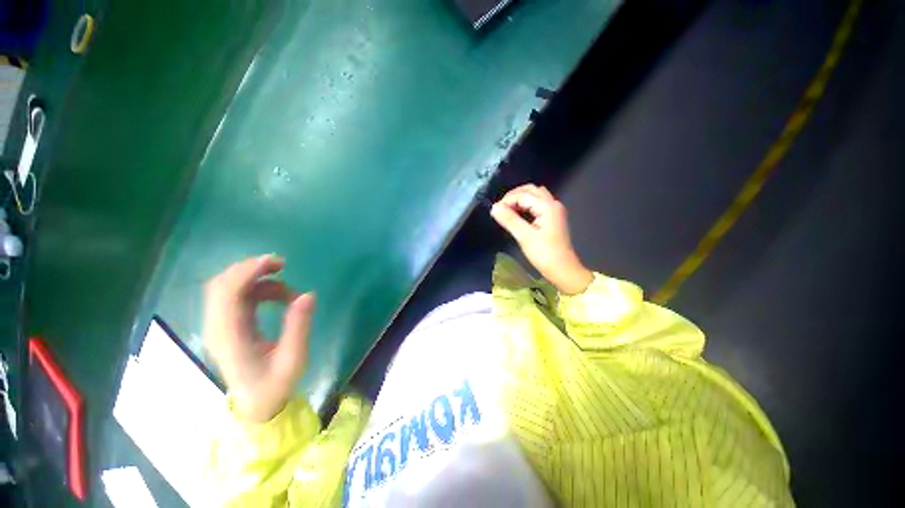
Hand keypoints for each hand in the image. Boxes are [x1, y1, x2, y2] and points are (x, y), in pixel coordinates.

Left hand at [203, 254, 315, 422]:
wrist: (257, 404)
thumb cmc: (275, 384)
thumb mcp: (294, 358)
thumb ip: (299, 325)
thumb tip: (308, 294)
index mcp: (229, 337)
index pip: (226, 294)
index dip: (247, 272)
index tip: (275, 262)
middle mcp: (218, 328)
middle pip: (221, 285)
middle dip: (250, 269)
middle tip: (282, 266)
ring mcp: (221, 326)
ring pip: (229, 288)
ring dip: (257, 279)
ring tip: (288, 290)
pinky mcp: (229, 325)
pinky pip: (238, 296)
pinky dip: (258, 289)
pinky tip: (279, 296)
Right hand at [491, 184, 592, 294]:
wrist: (563, 270)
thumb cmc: (544, 254)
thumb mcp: (524, 237)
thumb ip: (509, 220)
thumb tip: (494, 207)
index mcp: (547, 206)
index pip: (523, 195)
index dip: (507, 201)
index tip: (495, 212)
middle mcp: (552, 204)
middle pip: (531, 190)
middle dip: (513, 196)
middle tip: (500, 208)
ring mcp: (554, 210)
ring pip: (535, 196)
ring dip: (520, 199)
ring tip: (507, 210)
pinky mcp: (552, 218)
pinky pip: (537, 204)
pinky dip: (526, 205)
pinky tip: (517, 214)